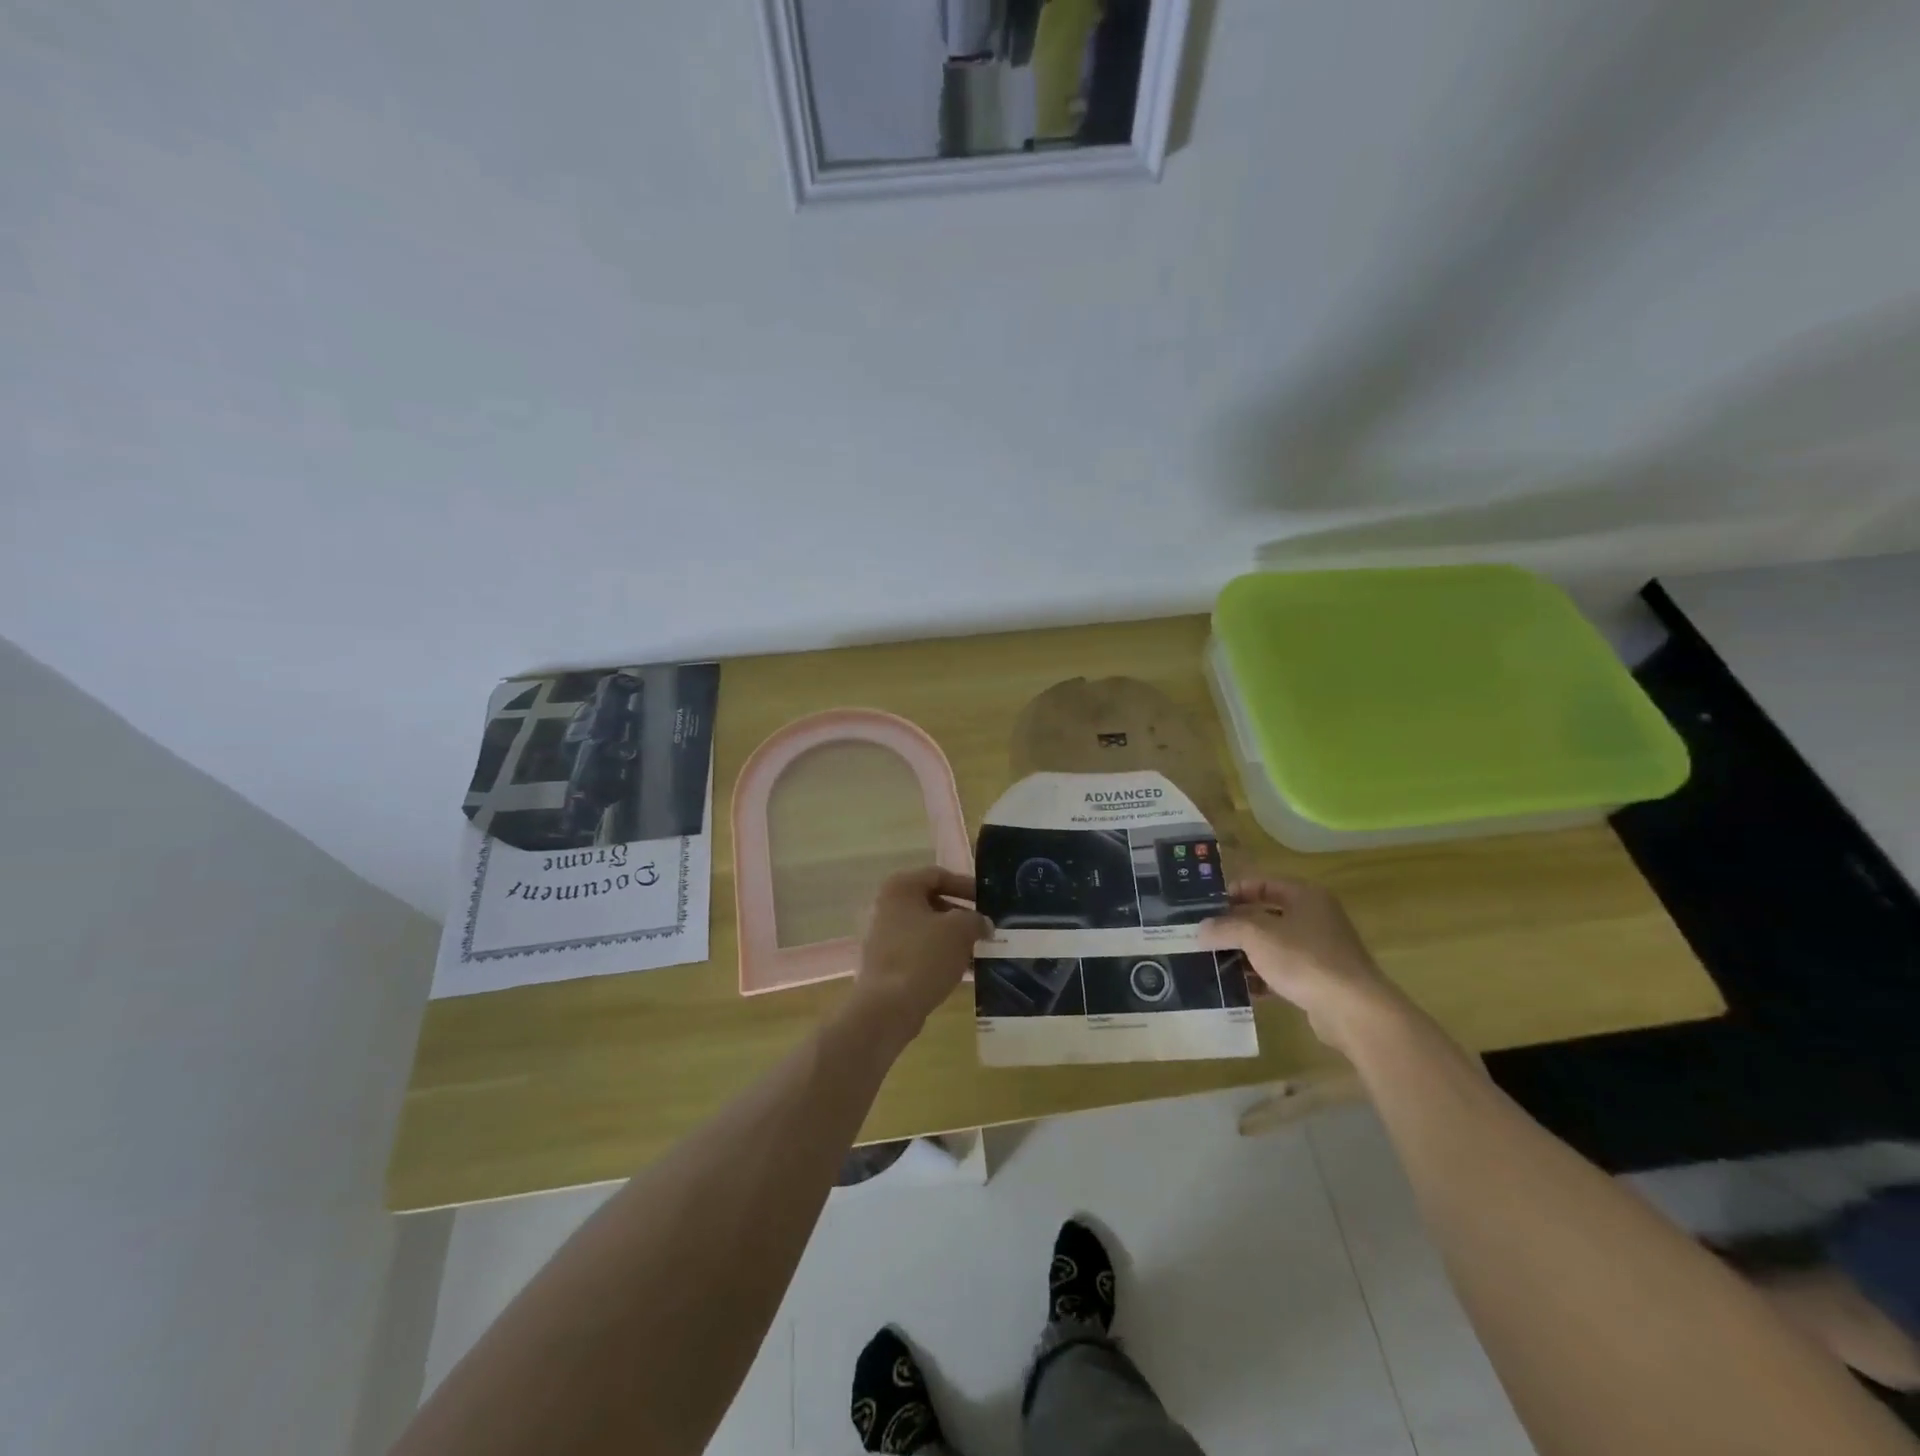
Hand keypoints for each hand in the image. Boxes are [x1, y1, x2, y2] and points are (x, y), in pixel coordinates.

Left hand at [850, 866, 988, 1045]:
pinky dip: (939, 955)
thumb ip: (976, 920)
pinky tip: (962, 970)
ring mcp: (883, 934)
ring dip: (952, 938)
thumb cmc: (923, 956)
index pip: (939, 875)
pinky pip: (918, 950)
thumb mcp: (960, 930)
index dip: (966, 885)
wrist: (888, 1007)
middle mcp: (887, 905)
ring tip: (978, 951)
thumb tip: (983, 923)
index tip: (988, 902)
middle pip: (932, 901)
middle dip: (961, 915)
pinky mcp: (885, 961)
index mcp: (900, 887)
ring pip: (926, 929)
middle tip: (985, 929)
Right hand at [1198, 878, 1404, 1052]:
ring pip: (1273, 945)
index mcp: (1304, 896)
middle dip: (1235, 926)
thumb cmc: (1304, 959)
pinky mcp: (1320, 980)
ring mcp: (1320, 950)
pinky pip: (1283, 971)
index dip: (1233, 892)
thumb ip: (1225, 928)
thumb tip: (1201, 929)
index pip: (1262, 883)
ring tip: (1216, 963)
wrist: (1354, 1011)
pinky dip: (1262, 977)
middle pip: (1266, 915)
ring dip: (1246, 954)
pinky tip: (1241, 989)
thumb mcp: (1256, 936)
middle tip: (1206, 936)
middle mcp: (1315, 917)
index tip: (1207, 907)